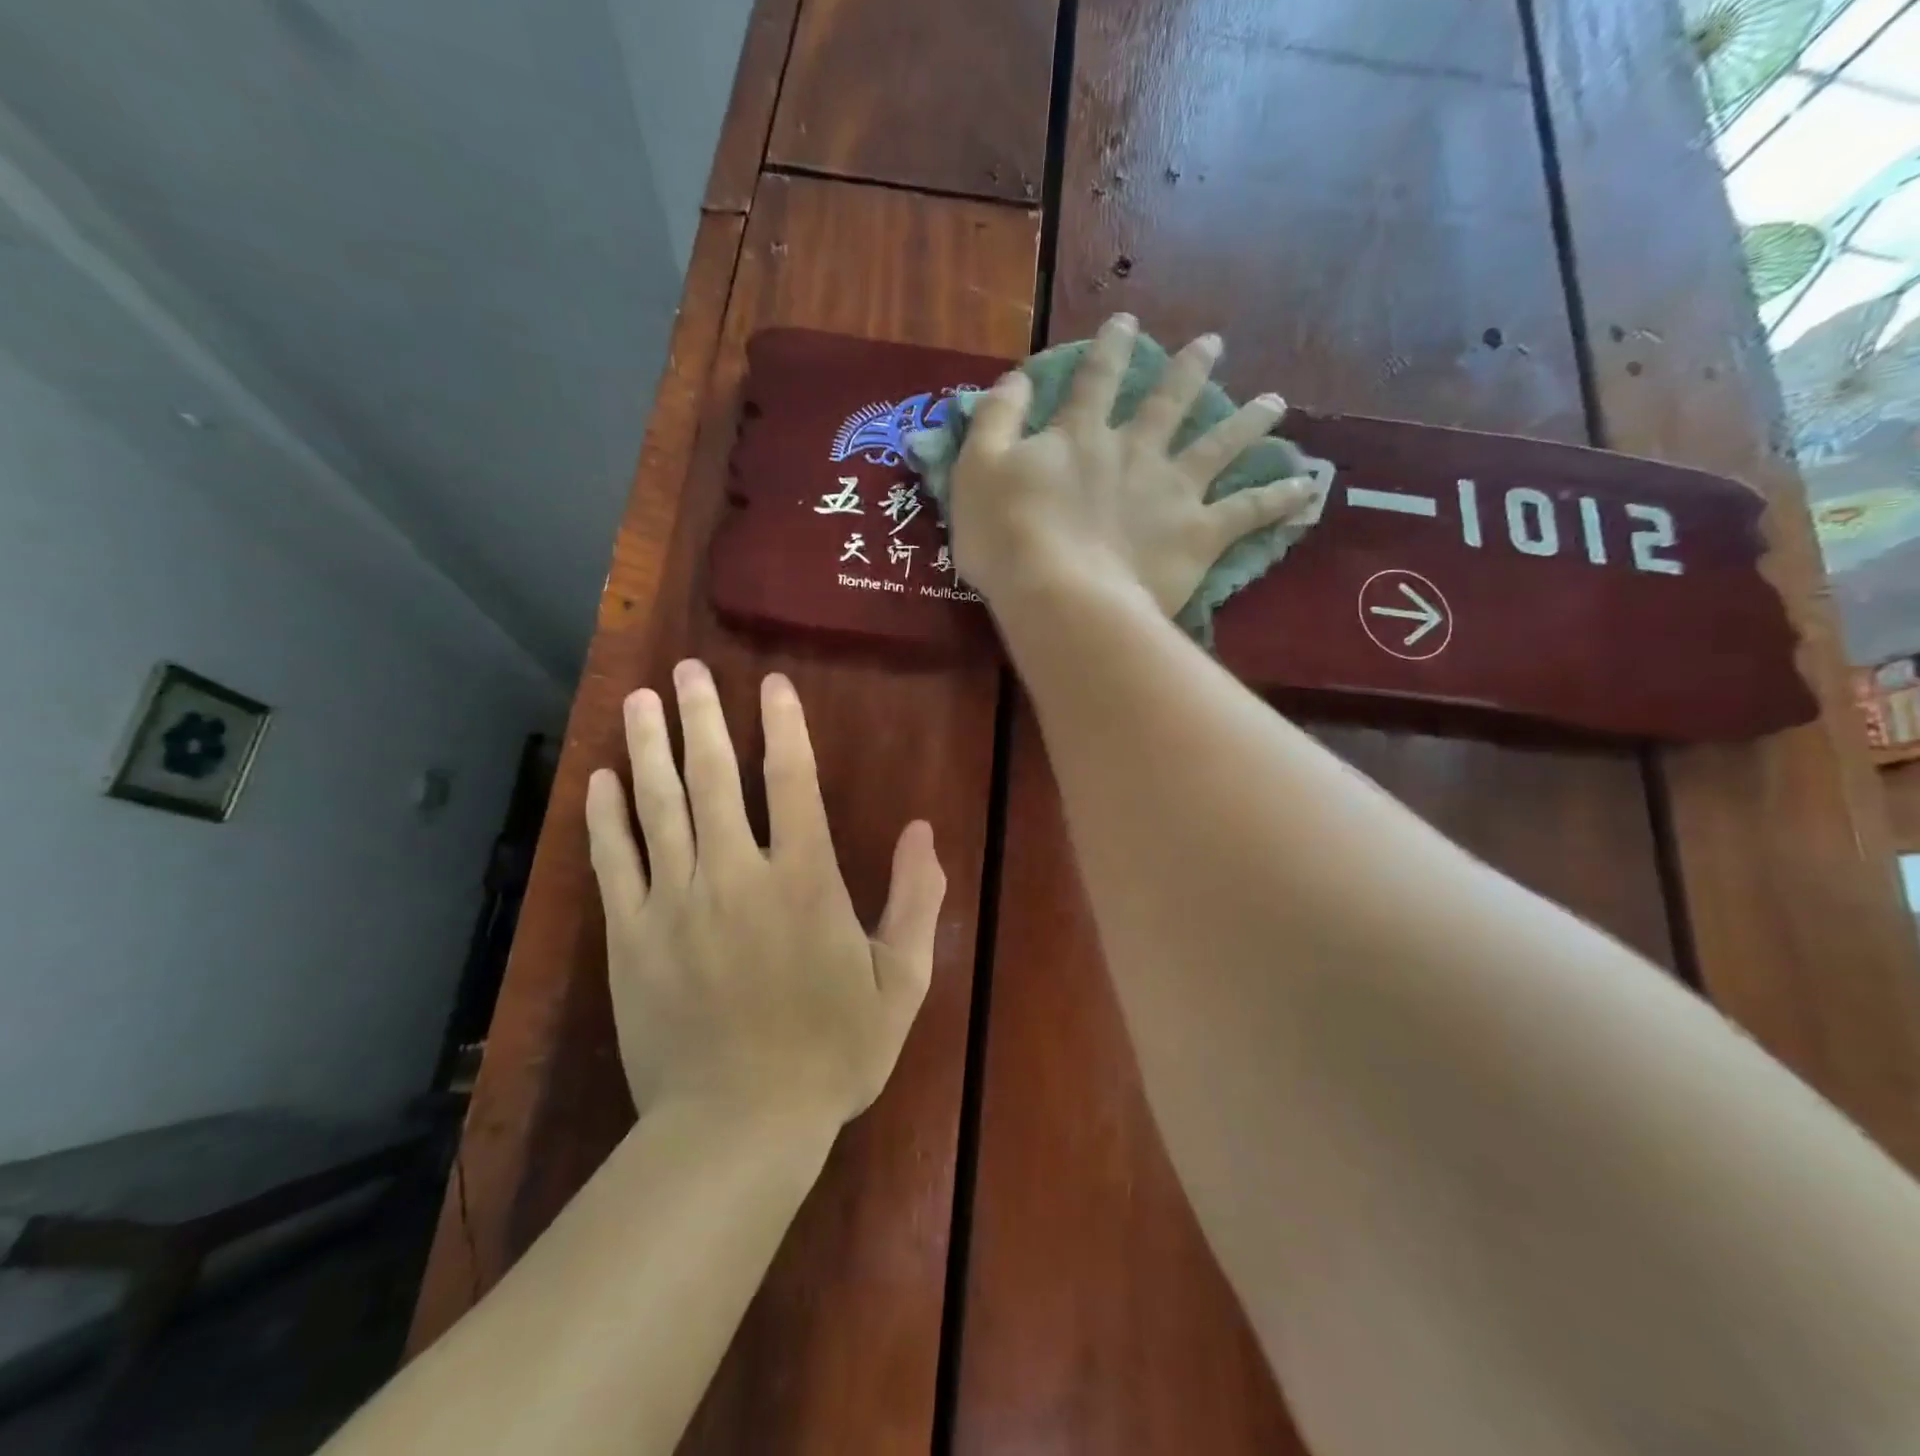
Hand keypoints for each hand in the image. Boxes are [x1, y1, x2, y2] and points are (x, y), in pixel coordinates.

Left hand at [584, 660, 945, 1125]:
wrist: (738, 1125)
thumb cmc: (831, 1052)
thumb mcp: (900, 982)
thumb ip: (915, 901)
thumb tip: (924, 831)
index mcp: (804, 880)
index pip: (792, 781)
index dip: (782, 726)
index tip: (769, 683)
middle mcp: (735, 874)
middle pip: (714, 777)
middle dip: (702, 717)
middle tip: (687, 671)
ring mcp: (676, 902)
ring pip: (658, 807)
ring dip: (649, 748)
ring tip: (639, 700)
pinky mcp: (631, 935)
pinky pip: (616, 861)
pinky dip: (606, 817)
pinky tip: (601, 779)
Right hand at [949, 313, 1313, 617]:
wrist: (1059, 593)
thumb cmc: (1007, 537)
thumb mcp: (978, 470)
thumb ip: (996, 419)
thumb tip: (1017, 379)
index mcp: (1082, 436)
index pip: (1096, 379)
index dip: (1110, 348)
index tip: (1127, 320)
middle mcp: (1135, 452)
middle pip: (1169, 402)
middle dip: (1190, 370)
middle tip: (1214, 344)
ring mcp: (1172, 491)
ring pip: (1219, 446)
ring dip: (1249, 422)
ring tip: (1276, 404)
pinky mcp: (1198, 535)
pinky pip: (1247, 512)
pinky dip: (1279, 499)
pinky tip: (1306, 487)